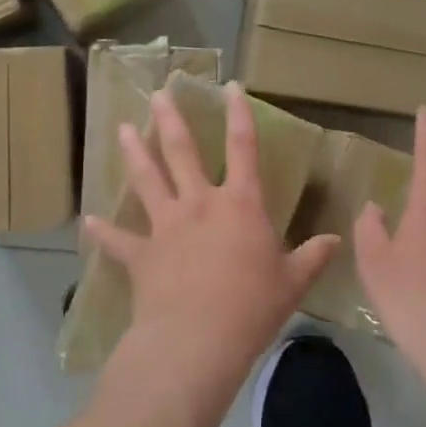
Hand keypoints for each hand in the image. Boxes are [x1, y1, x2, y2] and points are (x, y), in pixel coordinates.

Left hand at [82, 83, 340, 383]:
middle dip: (171, 120)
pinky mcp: (141, 255)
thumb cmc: (252, 306)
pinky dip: (102, 231)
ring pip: (147, 180)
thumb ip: (313, 257)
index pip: (243, 148)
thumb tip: (337, 241)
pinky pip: (118, 240)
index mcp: (240, 204)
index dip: (239, 115)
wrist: (197, 340)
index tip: (230, 87)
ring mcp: (166, 226)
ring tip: (123, 128)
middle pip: (183, 153)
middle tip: (158, 93)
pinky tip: (88, 221)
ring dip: (135, 153)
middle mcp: (200, 204)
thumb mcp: (293, 282)